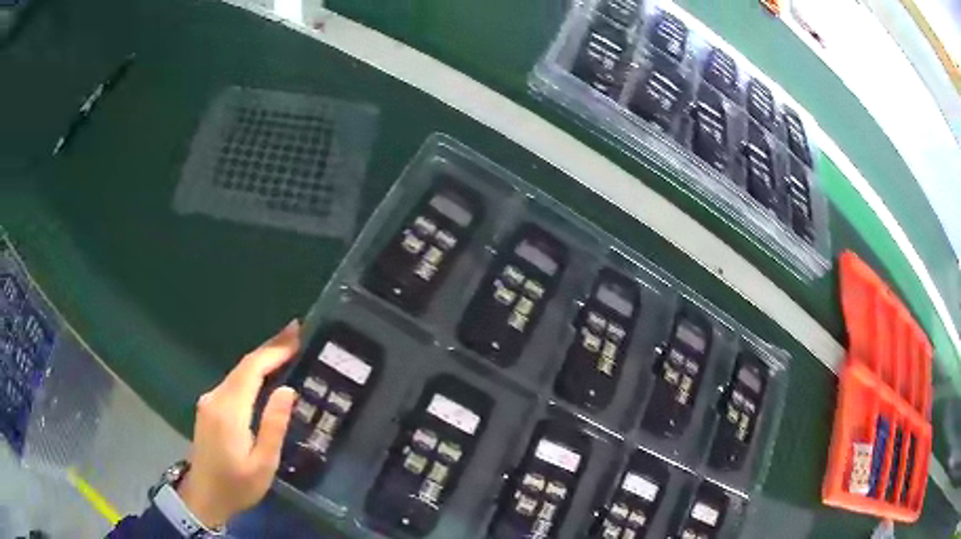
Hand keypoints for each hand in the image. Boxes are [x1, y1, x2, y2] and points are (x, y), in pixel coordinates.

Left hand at [177, 320, 300, 527]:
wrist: (204, 497)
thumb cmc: (237, 486)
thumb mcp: (263, 464)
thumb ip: (273, 426)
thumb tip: (287, 390)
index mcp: (229, 411)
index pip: (251, 369)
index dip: (274, 350)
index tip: (297, 335)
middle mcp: (215, 398)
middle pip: (244, 366)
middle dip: (270, 347)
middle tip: (296, 333)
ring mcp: (209, 401)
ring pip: (238, 372)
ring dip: (261, 359)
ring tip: (286, 349)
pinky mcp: (209, 408)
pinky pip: (233, 383)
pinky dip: (251, 373)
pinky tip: (264, 374)